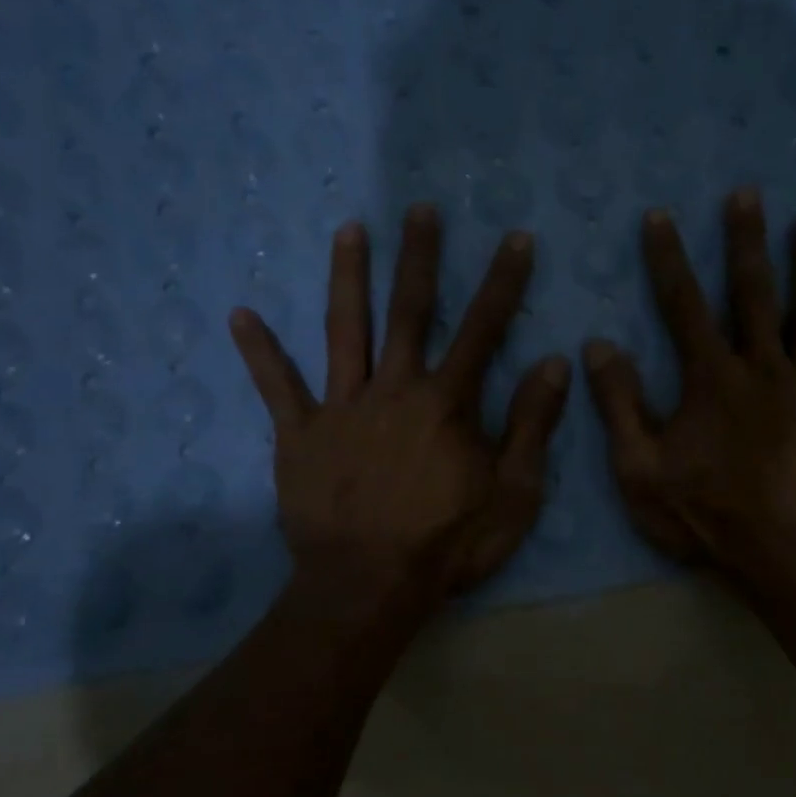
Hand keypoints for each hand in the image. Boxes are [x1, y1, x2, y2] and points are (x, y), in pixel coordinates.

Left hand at [230, 205, 569, 606]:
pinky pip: (278, 387)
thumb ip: (531, 424)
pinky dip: (259, 352)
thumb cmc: (449, 543)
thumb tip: (555, 362)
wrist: (369, 587)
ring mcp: (341, 408)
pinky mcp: (300, 435)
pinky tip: (241, 314)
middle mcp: (394, 389)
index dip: (503, 282)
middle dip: (419, 257)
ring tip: (349, 229)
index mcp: (447, 403)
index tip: (515, 238)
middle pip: (409, 311)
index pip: (483, 328)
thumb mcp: (513, 493)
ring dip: (348, 277)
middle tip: (420, 209)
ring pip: (344, 330)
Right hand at [583, 189, 795, 582]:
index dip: (668, 259)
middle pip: (754, 294)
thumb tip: (598, 346)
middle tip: (747, 194)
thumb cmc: (708, 515)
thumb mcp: (640, 469)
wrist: (788, 557)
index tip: (660, 216)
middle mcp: (765, 368)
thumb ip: (619, 405)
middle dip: (747, 241)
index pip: (683, 305)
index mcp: (712, 378)